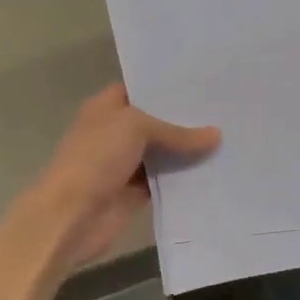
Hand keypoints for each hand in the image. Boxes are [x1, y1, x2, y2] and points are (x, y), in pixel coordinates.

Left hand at [27, 84, 219, 272]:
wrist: (71, 216)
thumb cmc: (95, 159)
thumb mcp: (136, 129)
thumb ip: (176, 132)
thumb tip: (216, 135)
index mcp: (106, 108)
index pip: (140, 89)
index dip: (167, 86)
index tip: (203, 82)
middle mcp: (115, 132)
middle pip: (156, 122)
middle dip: (185, 118)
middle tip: (225, 109)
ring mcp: (125, 164)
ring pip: (163, 153)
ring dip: (188, 150)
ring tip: (228, 137)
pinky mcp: (135, 192)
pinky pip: (165, 181)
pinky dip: (184, 178)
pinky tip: (214, 169)